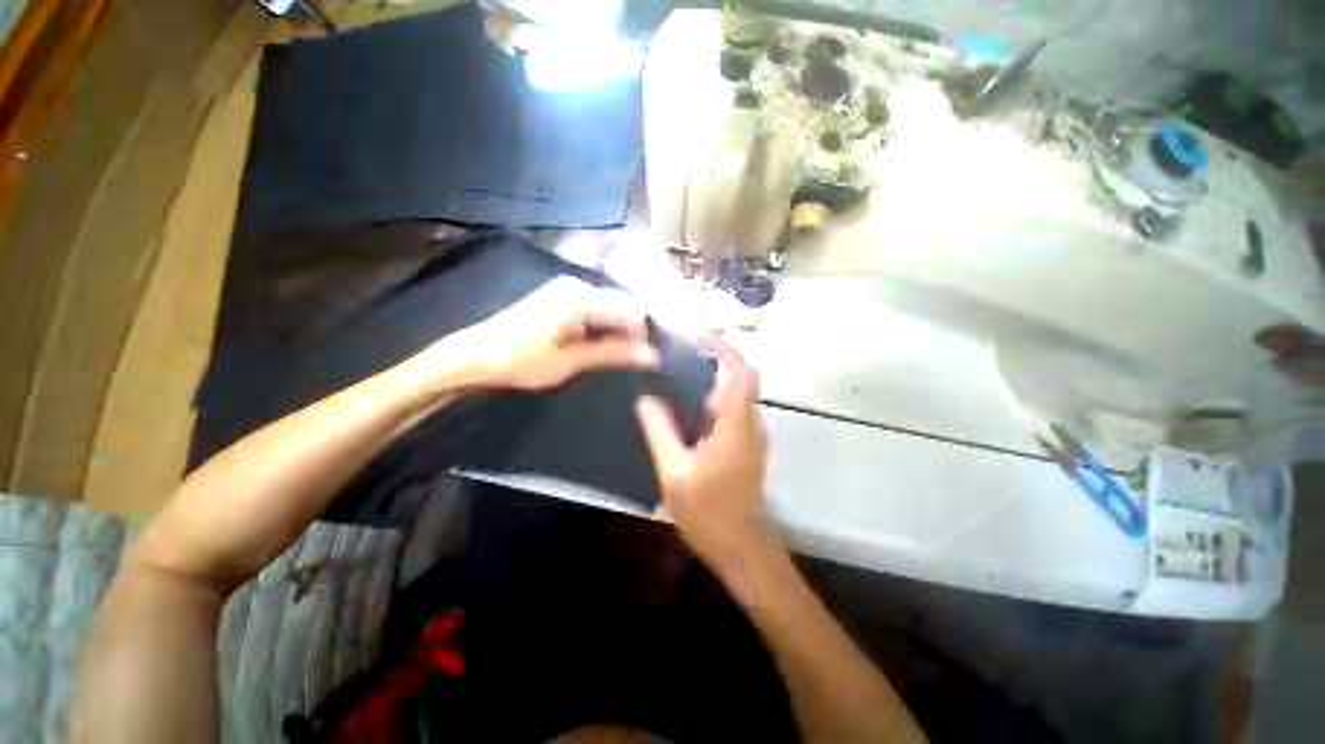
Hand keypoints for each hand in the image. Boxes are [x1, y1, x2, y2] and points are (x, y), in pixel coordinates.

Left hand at [416, 276, 658, 392]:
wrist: (475, 355)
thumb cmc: (522, 360)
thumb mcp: (571, 362)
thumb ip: (613, 354)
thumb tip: (652, 356)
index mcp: (581, 298)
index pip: (631, 309)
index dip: (644, 334)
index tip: (647, 359)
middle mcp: (577, 285)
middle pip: (622, 305)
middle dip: (632, 332)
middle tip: (635, 360)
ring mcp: (568, 289)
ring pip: (609, 308)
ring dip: (618, 331)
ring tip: (619, 356)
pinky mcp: (560, 297)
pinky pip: (595, 309)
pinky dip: (603, 327)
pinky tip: (600, 345)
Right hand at [635, 333, 773, 570]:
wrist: (739, 546)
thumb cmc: (708, 512)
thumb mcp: (674, 472)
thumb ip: (659, 431)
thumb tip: (646, 400)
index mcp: (735, 425)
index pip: (741, 373)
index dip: (725, 349)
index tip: (700, 335)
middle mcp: (748, 424)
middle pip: (737, 381)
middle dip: (710, 365)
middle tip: (675, 360)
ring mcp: (747, 436)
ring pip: (730, 398)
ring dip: (706, 387)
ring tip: (672, 384)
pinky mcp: (742, 447)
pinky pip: (726, 415)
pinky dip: (707, 405)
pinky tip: (681, 414)